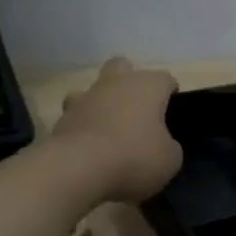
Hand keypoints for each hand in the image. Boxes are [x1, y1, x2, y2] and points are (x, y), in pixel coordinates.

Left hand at [51, 57, 182, 203]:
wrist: (78, 168)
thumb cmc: (134, 157)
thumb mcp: (170, 160)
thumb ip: (169, 146)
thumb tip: (162, 144)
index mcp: (147, 86)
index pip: (165, 79)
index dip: (170, 93)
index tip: (172, 113)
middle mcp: (115, 83)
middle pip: (123, 67)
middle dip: (130, 82)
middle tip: (137, 111)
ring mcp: (85, 98)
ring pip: (94, 89)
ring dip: (102, 103)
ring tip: (109, 129)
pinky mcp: (62, 118)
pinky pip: (76, 115)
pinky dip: (83, 126)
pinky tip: (89, 147)